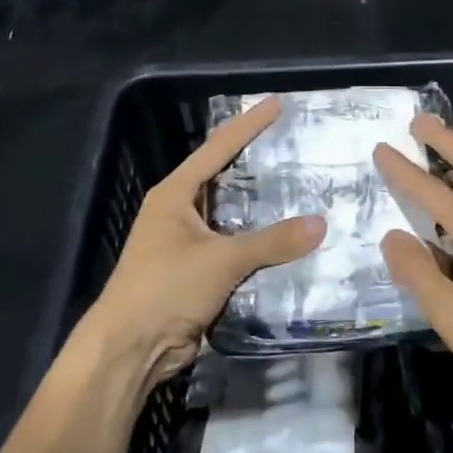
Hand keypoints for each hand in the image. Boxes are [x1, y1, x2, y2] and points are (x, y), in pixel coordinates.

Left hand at [80, 97, 324, 395]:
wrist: (131, 348)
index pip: (217, 149)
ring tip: (305, 193)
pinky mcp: (198, 275)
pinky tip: (292, 243)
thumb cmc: (165, 288)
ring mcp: (188, 245)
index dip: (248, 126)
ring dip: (263, 212)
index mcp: (174, 195)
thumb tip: (322, 224)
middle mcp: (179, 213)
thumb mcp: (220, 259)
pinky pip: (235, 252)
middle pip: (226, 181)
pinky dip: (260, 248)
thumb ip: (271, 242)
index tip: (276, 104)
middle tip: (298, 150)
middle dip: (259, 167)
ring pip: (234, 220)